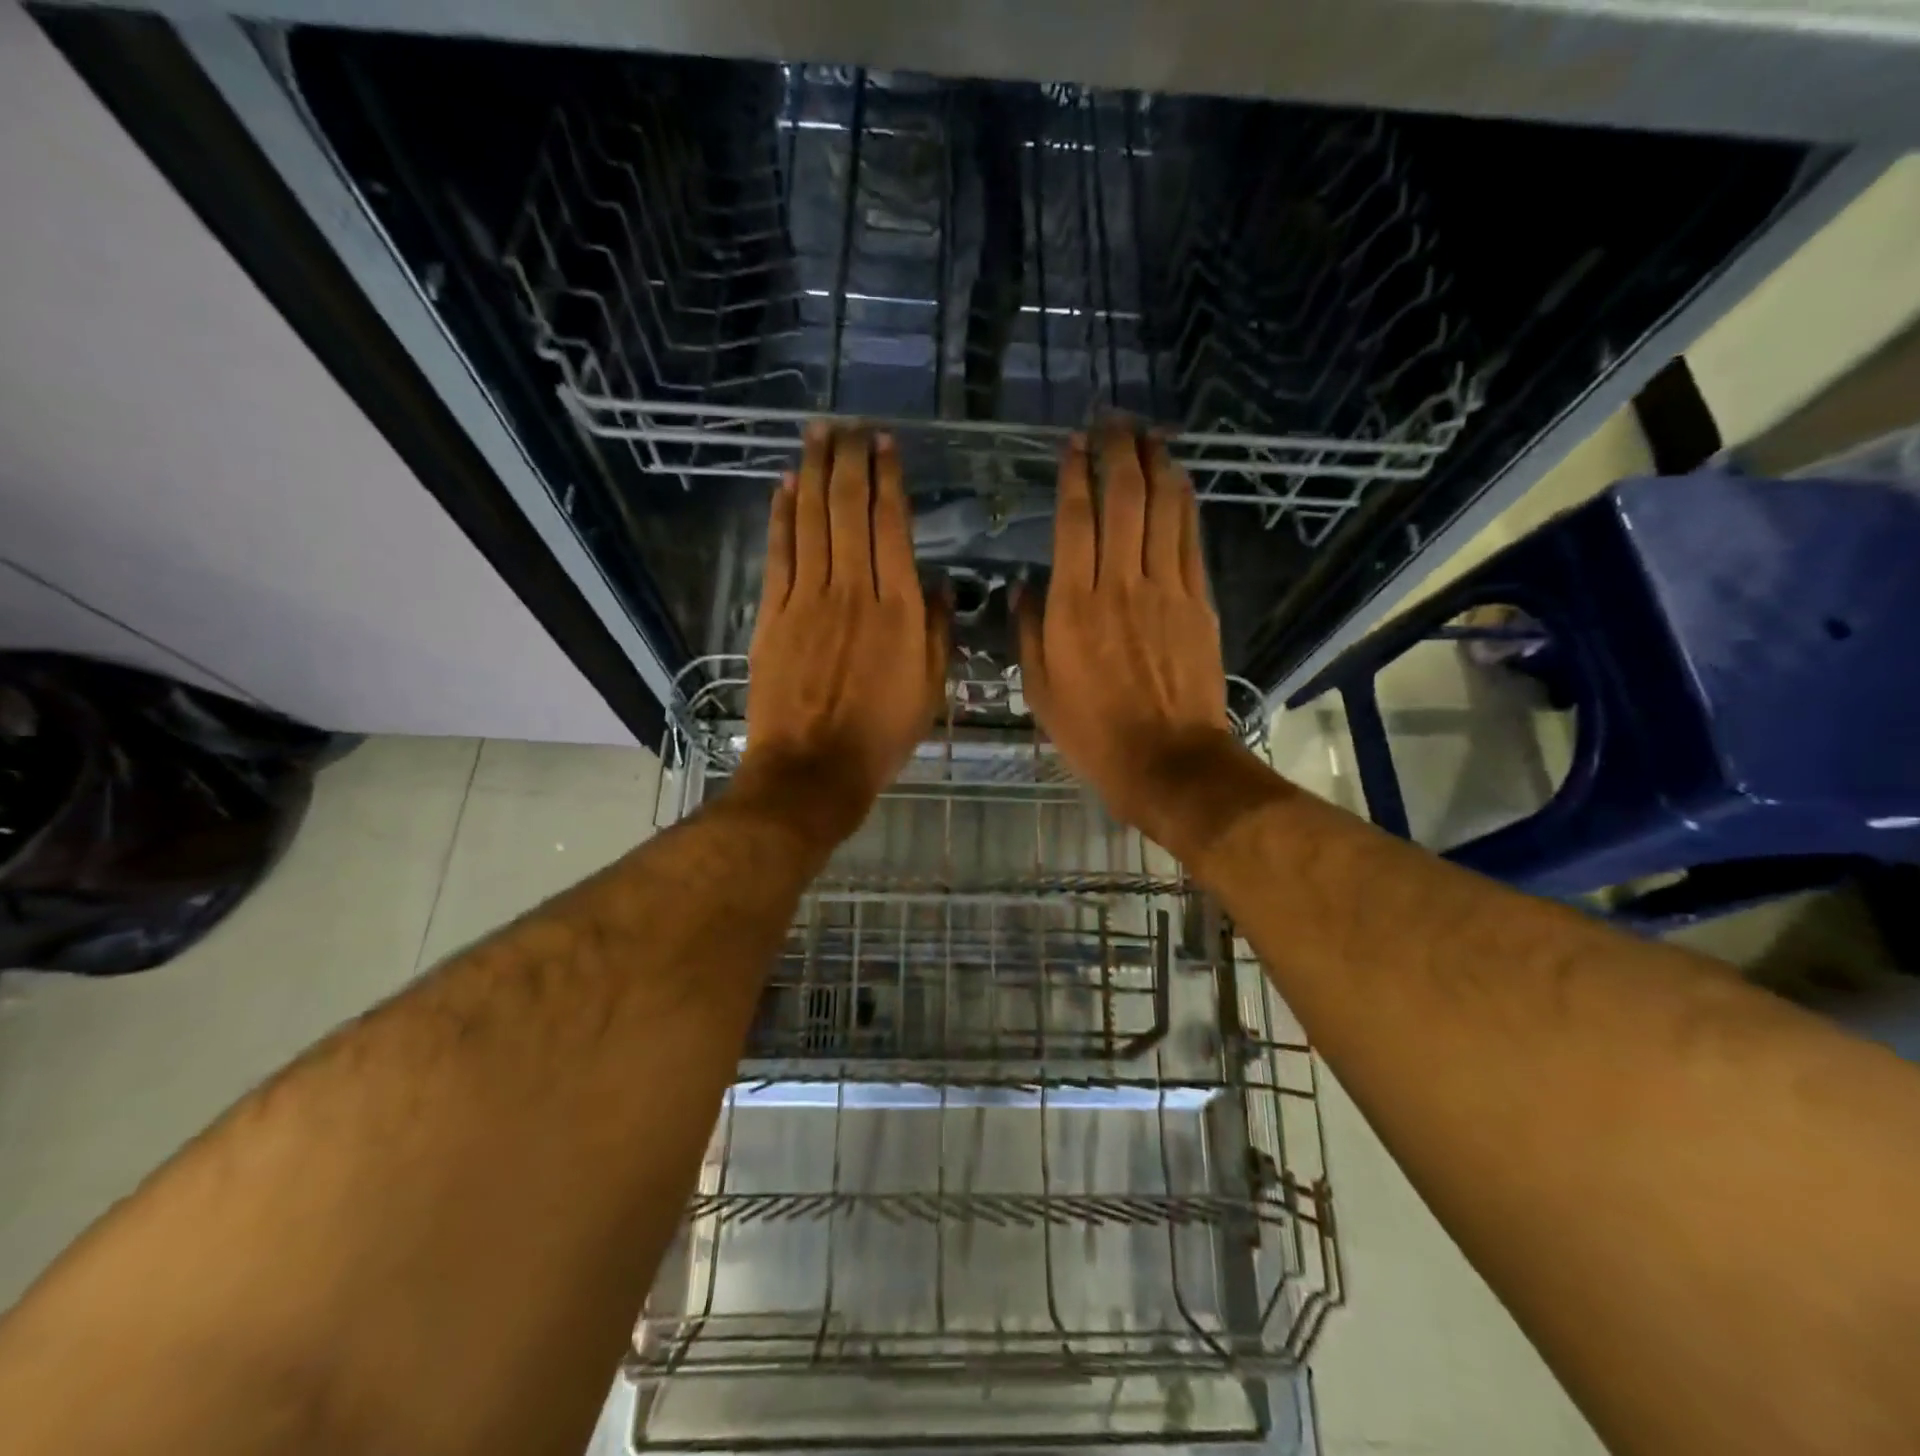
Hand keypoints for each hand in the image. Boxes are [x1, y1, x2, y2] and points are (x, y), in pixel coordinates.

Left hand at [737, 424, 948, 842]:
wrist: (813, 770)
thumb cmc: (880, 736)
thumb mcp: (930, 690)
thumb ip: (938, 632)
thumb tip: (943, 585)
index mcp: (900, 609)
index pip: (892, 526)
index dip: (887, 480)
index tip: (886, 446)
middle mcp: (854, 590)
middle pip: (848, 509)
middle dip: (849, 460)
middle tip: (849, 427)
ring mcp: (808, 598)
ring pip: (811, 520)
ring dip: (812, 472)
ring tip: (817, 435)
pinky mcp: (774, 613)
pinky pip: (779, 552)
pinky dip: (781, 515)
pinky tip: (784, 486)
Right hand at [1016, 424, 1245, 858]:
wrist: (1167, 761)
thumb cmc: (1093, 733)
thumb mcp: (1040, 690)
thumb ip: (1028, 632)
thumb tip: (1023, 587)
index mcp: (1073, 606)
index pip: (1074, 521)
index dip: (1074, 475)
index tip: (1073, 445)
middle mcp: (1120, 585)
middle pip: (1123, 500)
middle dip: (1118, 453)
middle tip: (1114, 422)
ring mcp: (1166, 590)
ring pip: (1163, 510)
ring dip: (1156, 465)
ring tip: (1149, 435)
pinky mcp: (1199, 603)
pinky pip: (1191, 540)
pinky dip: (1185, 504)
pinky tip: (1180, 481)